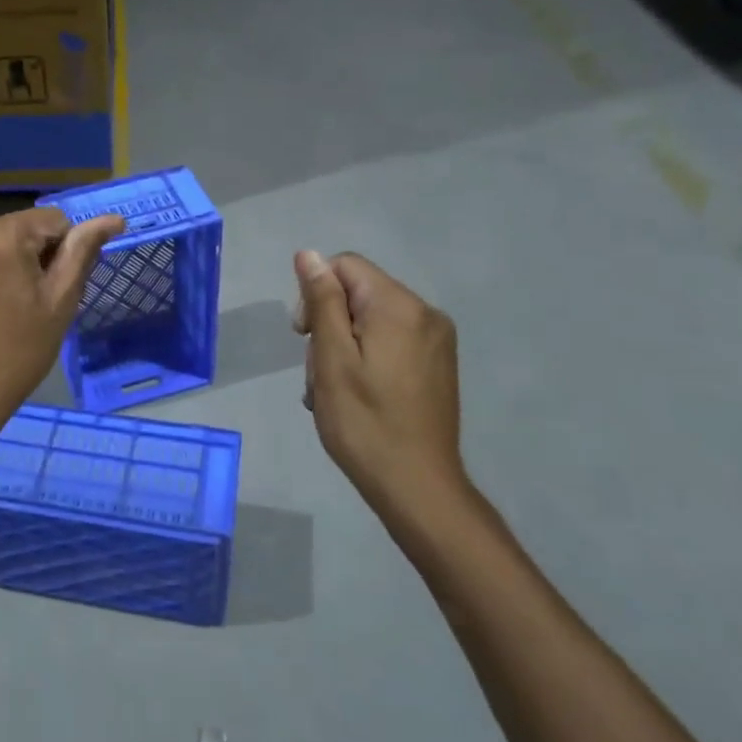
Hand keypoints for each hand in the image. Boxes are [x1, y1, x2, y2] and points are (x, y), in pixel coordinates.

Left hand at [0, 207, 125, 423]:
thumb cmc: (20, 348)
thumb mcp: (61, 299)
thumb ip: (83, 251)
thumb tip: (114, 219)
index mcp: (1, 234)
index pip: (54, 219)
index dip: (64, 252)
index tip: (55, 289)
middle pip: (24, 228)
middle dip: (37, 255)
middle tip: (36, 301)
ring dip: (13, 262)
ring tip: (12, 305)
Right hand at [293, 250, 467, 509]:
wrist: (418, 487)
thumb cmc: (365, 423)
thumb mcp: (332, 359)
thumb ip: (322, 301)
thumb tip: (309, 254)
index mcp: (399, 306)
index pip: (345, 266)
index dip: (315, 293)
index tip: (303, 337)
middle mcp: (425, 313)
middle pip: (359, 293)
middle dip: (329, 324)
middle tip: (317, 372)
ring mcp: (436, 340)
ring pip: (371, 320)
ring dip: (343, 346)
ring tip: (332, 391)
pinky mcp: (438, 363)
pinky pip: (391, 341)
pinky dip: (366, 358)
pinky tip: (355, 394)